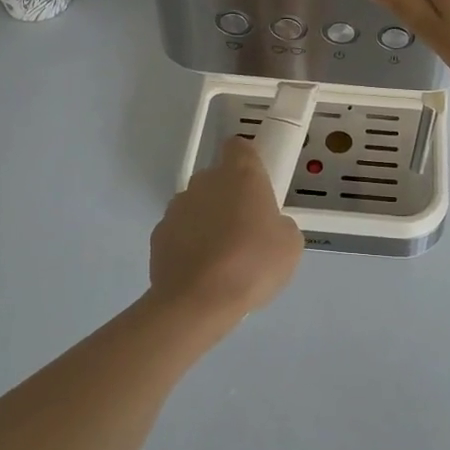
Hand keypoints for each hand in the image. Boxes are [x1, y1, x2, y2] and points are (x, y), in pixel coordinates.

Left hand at [149, 137, 303, 328]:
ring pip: (197, 205)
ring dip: (207, 221)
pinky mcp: (158, 234)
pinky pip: (180, 231)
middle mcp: (206, 181)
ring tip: (221, 258)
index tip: (256, 184)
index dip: (248, 161)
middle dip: (229, 197)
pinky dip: (188, 244)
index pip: (239, 146)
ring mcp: (177, 206)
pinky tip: (201, 272)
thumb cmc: (252, 264)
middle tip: (246, 230)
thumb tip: (270, 227)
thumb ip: (281, 224)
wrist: (197, 302)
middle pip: (218, 178)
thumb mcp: (290, 245)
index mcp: (241, 174)